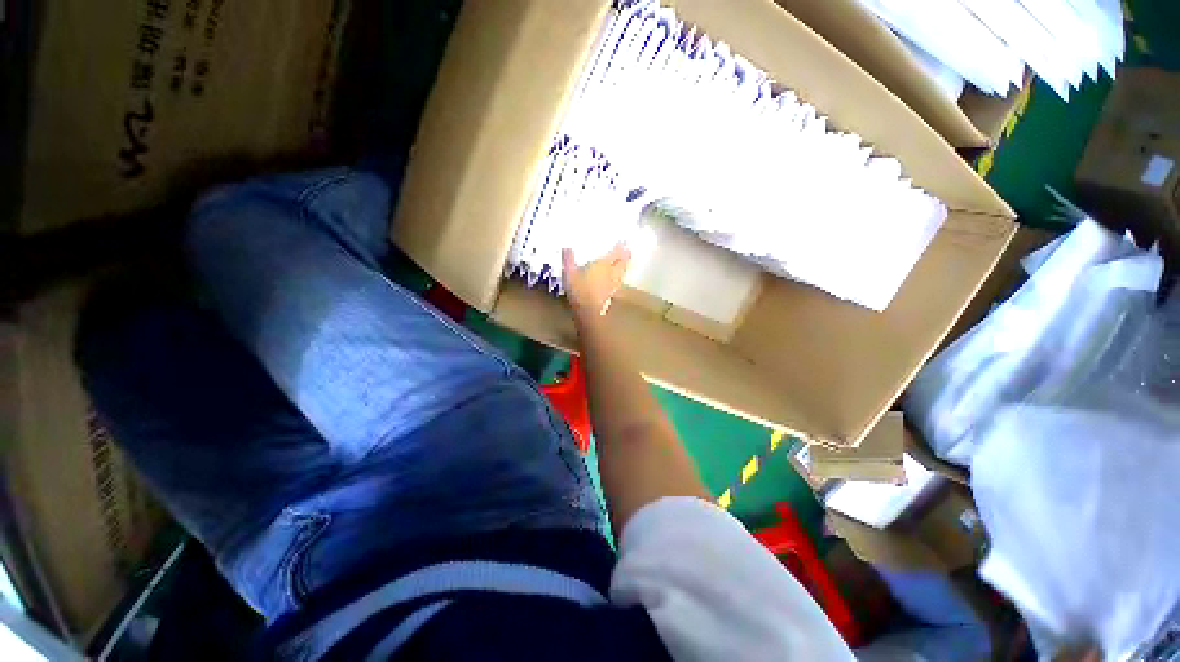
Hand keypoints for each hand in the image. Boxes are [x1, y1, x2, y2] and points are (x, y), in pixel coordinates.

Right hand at [562, 244, 631, 319]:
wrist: (589, 311)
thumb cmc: (579, 289)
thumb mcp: (569, 273)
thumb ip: (569, 260)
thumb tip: (567, 247)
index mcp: (603, 264)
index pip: (615, 253)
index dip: (620, 248)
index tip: (624, 242)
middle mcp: (611, 273)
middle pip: (622, 263)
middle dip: (626, 256)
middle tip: (629, 251)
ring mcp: (613, 284)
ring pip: (622, 273)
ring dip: (625, 266)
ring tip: (626, 263)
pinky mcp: (612, 294)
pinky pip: (619, 282)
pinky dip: (620, 278)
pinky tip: (618, 279)